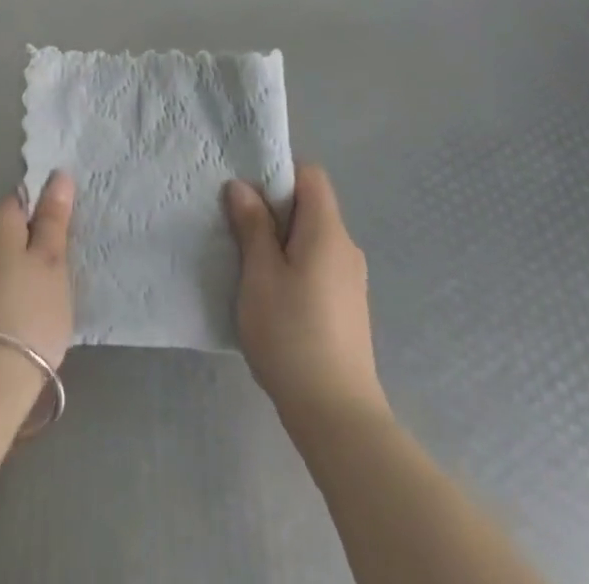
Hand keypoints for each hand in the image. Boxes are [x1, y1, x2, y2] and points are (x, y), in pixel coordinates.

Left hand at [0, 171, 75, 370]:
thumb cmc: (30, 312)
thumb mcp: (52, 261)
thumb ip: (54, 217)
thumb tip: (58, 175)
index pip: (22, 198)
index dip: (44, 214)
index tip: (62, 241)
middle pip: (6, 227)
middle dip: (28, 242)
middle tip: (55, 273)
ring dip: (13, 266)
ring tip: (37, 297)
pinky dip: (0, 288)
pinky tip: (15, 312)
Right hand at [224, 163, 387, 430]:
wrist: (337, 416)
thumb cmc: (292, 335)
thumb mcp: (260, 275)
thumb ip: (252, 226)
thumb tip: (242, 186)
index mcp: (327, 231)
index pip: (310, 175)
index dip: (279, 172)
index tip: (247, 191)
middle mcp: (346, 248)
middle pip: (311, 206)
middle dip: (274, 209)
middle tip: (237, 226)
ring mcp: (351, 281)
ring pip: (312, 239)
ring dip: (281, 241)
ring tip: (248, 263)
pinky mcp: (348, 309)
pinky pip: (318, 266)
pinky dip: (294, 266)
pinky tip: (271, 296)